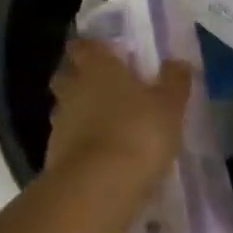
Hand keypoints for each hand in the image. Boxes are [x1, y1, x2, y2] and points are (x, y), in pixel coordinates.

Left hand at [47, 37, 192, 189]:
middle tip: (102, 87)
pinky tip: (98, 155)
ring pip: (64, 107)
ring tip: (102, 124)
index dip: (91, 48)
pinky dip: (78, 142)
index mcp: (97, 67)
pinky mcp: (54, 154)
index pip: (83, 46)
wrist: (98, 186)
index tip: (104, 53)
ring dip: (78, 112)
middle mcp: (73, 88)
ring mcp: (60, 122)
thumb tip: (178, 62)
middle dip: (78, 77)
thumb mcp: (169, 106)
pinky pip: (66, 139)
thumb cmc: (138, 132)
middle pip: (66, 74)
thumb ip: (174, 81)